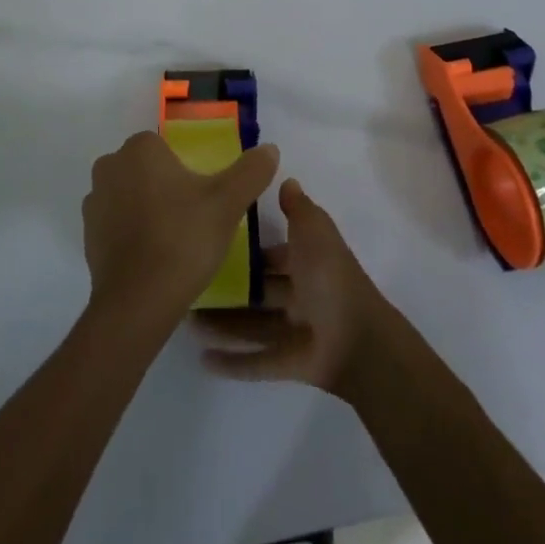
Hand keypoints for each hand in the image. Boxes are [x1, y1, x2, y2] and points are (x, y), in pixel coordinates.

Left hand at [82, 131, 279, 324]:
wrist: (138, 300)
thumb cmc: (184, 239)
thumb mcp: (228, 203)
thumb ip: (250, 171)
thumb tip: (270, 148)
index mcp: (140, 148)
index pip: (165, 147)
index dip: (184, 170)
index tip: (202, 198)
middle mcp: (110, 165)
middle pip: (145, 169)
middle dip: (165, 187)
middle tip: (192, 220)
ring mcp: (93, 200)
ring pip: (128, 195)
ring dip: (146, 209)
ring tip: (173, 241)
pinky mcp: (87, 233)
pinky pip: (115, 223)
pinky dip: (131, 233)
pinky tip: (152, 256)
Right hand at [197, 177, 394, 398]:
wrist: (358, 339)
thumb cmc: (330, 277)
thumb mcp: (314, 230)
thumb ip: (298, 208)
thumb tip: (286, 180)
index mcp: (308, 264)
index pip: (273, 255)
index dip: (247, 250)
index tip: (210, 242)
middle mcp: (300, 295)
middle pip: (258, 292)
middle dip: (228, 288)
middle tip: (190, 283)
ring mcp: (294, 332)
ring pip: (251, 326)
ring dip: (221, 324)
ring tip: (186, 320)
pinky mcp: (288, 364)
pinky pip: (256, 362)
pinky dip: (232, 362)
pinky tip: (202, 358)